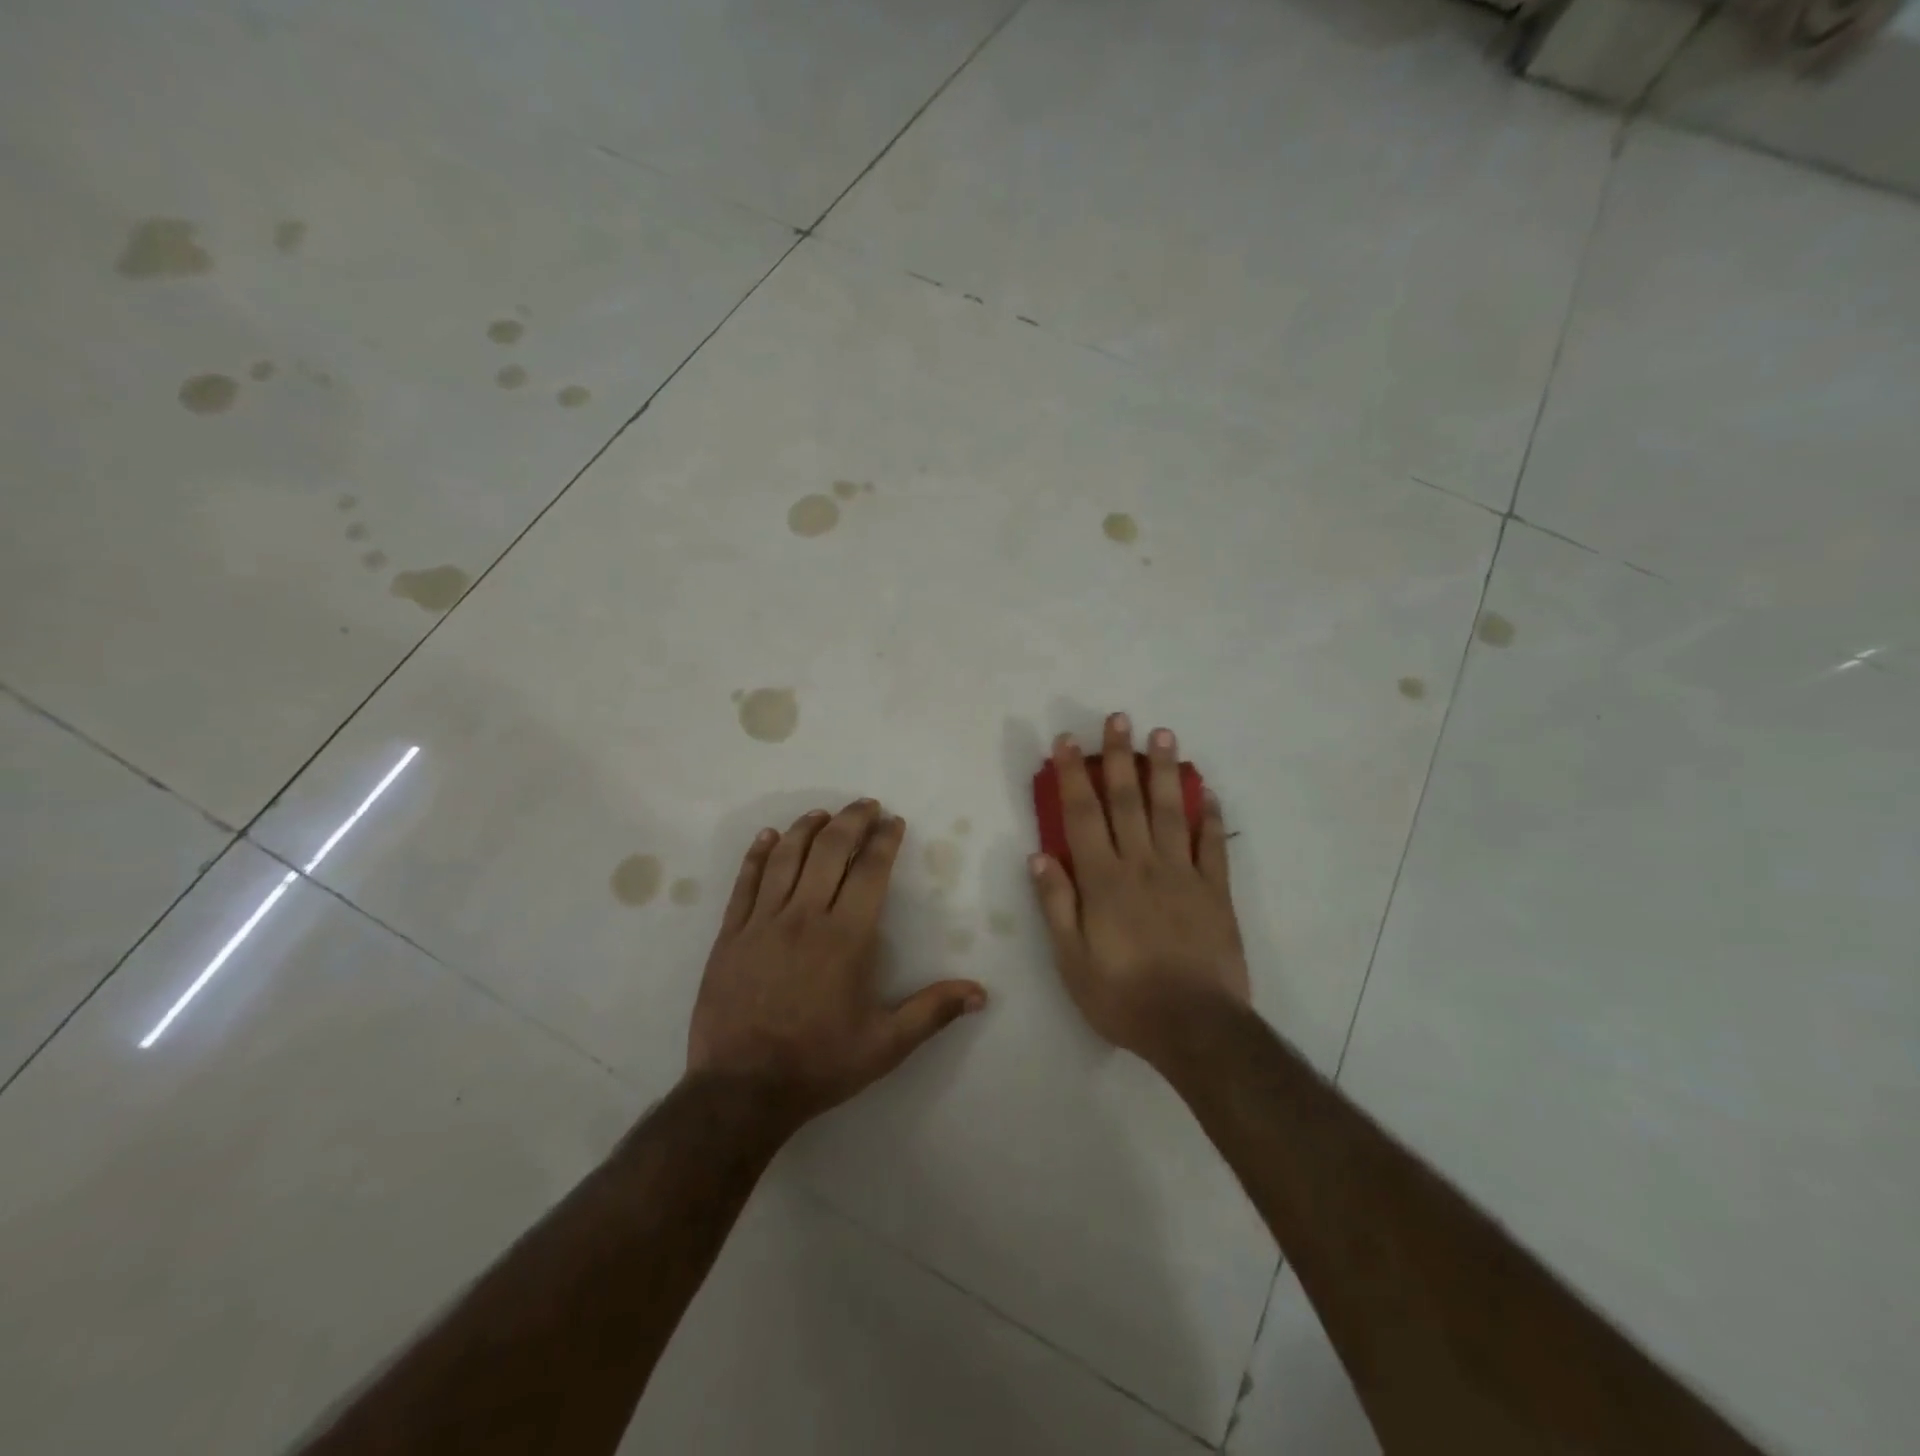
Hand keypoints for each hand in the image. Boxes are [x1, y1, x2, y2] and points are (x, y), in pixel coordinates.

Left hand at [687, 800, 987, 1127]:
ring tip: (823, 813)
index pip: (870, 870)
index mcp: (846, 937)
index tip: (894, 821)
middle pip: (829, 849)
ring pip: (787, 857)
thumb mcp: (885, 1045)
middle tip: (866, 805)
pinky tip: (769, 837)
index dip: (884, 840)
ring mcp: (762, 922)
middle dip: (851, 820)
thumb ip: (932, 1011)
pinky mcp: (730, 934)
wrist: (740, 1090)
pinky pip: (745, 882)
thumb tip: (981, 993)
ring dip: (807, 828)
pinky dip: (758, 854)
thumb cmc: (819, 1064)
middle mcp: (805, 916)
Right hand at [1029, 714, 1249, 1063]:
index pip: (1082, 815)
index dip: (1072, 775)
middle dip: (1119, 757)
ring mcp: (1183, 875)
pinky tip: (1207, 791)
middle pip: (1127, 801)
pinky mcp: (1216, 892)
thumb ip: (1056, 905)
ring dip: (1164, 771)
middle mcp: (1142, 865)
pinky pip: (1213, 845)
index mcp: (1103, 881)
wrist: (1194, 1027)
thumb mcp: (1071, 960)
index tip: (1067, 742)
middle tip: (1119, 718)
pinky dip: (1211, 816)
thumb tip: (1039, 856)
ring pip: (1171, 811)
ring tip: (1162, 735)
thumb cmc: (1123, 997)